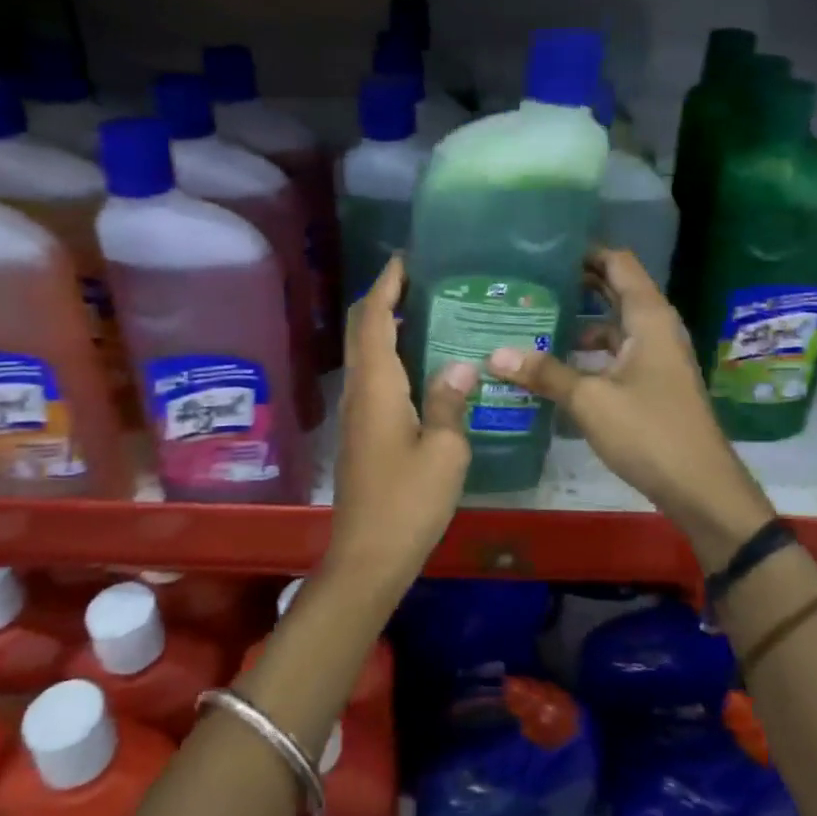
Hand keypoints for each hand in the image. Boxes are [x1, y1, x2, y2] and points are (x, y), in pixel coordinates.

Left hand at [327, 257, 473, 586]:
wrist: (369, 556)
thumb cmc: (409, 502)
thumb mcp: (445, 451)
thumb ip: (450, 402)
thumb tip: (460, 366)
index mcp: (377, 387)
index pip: (373, 319)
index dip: (385, 284)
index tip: (406, 259)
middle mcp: (359, 392)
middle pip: (360, 330)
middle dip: (382, 298)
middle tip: (420, 280)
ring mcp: (356, 414)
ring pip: (365, 354)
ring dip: (385, 326)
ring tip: (427, 312)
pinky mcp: (361, 434)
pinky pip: (373, 378)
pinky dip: (390, 355)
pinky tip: (422, 364)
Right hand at [487, 249, 775, 568]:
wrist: (699, 486)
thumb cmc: (649, 431)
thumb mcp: (590, 400)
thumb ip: (544, 373)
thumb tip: (495, 354)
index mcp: (649, 317)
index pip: (618, 263)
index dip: (585, 250)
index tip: (544, 247)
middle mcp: (655, 328)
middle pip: (614, 291)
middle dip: (575, 283)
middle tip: (528, 280)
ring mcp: (655, 357)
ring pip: (612, 326)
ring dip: (578, 321)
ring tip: (531, 319)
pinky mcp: (651, 383)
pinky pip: (614, 353)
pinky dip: (587, 352)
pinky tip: (553, 364)